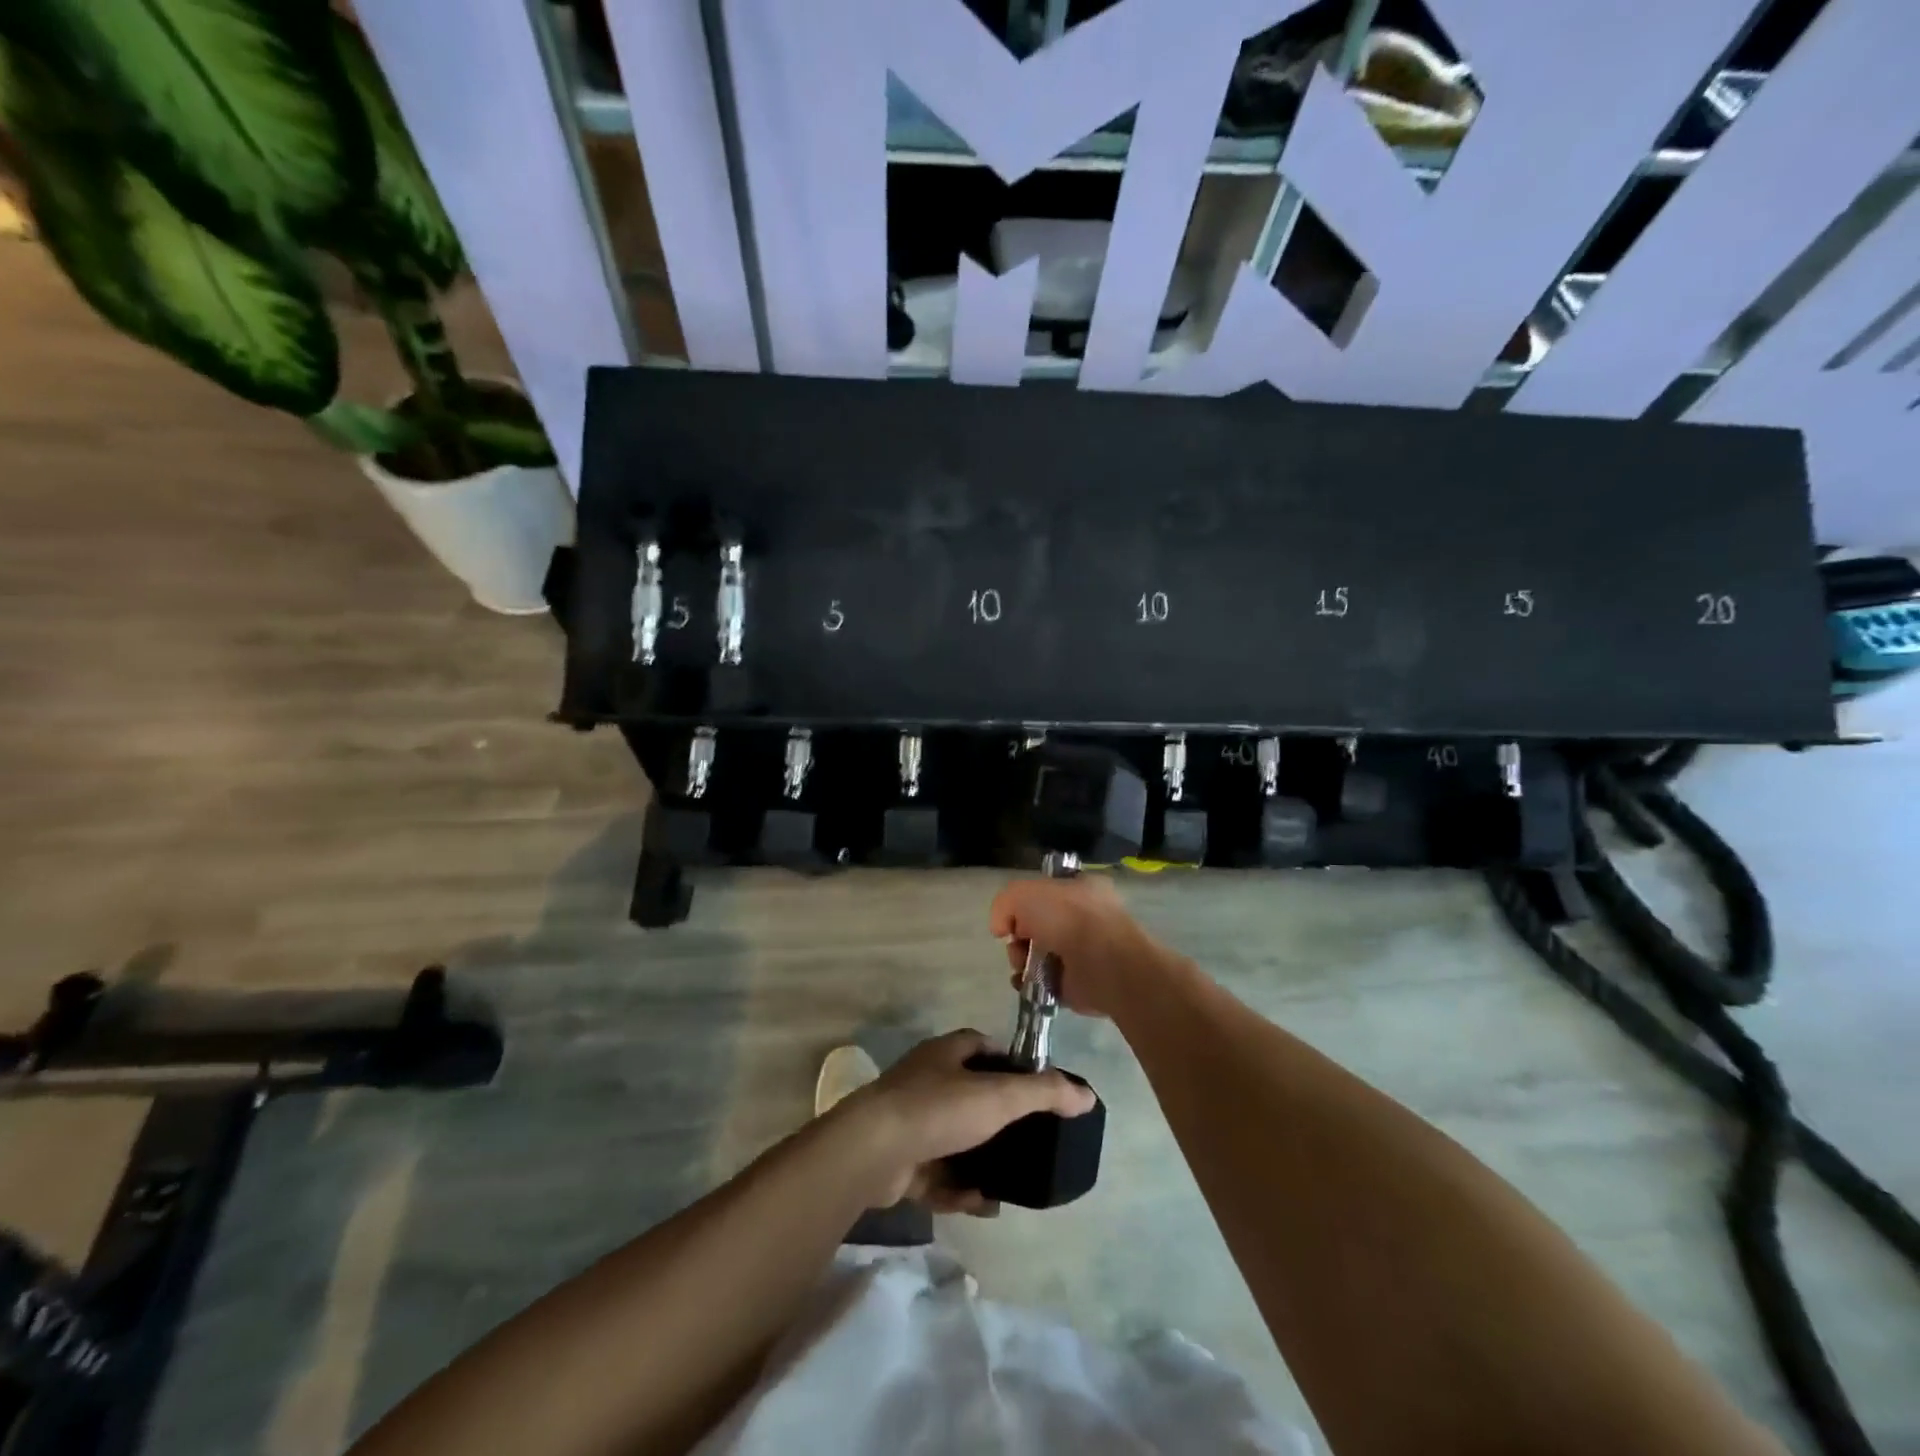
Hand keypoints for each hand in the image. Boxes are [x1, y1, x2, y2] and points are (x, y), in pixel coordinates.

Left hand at [838, 1030, 1096, 1213]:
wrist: (873, 1151)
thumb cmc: (939, 1109)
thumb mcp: (1000, 1096)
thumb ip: (1045, 1093)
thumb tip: (1088, 1095)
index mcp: (948, 1052)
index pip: (985, 1048)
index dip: (1011, 1065)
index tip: (1036, 1090)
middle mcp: (927, 1079)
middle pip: (971, 1096)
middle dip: (999, 1122)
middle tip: (1029, 1145)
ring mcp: (911, 1120)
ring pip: (955, 1140)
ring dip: (980, 1161)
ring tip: (1009, 1184)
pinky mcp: (900, 1159)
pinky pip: (937, 1174)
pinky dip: (957, 1188)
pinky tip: (979, 1205)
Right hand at [989, 874, 1176, 1020]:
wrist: (1103, 962)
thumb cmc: (1069, 917)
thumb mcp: (1024, 893)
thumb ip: (1004, 904)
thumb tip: (1002, 929)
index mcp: (1081, 889)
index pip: (1046, 891)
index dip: (1024, 902)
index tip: (1015, 915)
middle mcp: (1084, 918)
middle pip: (1037, 925)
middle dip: (1019, 935)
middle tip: (1018, 942)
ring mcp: (1084, 952)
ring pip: (1038, 954)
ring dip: (1021, 960)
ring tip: (1022, 965)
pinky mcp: (1079, 984)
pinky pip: (1044, 982)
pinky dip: (1029, 984)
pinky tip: (1024, 983)